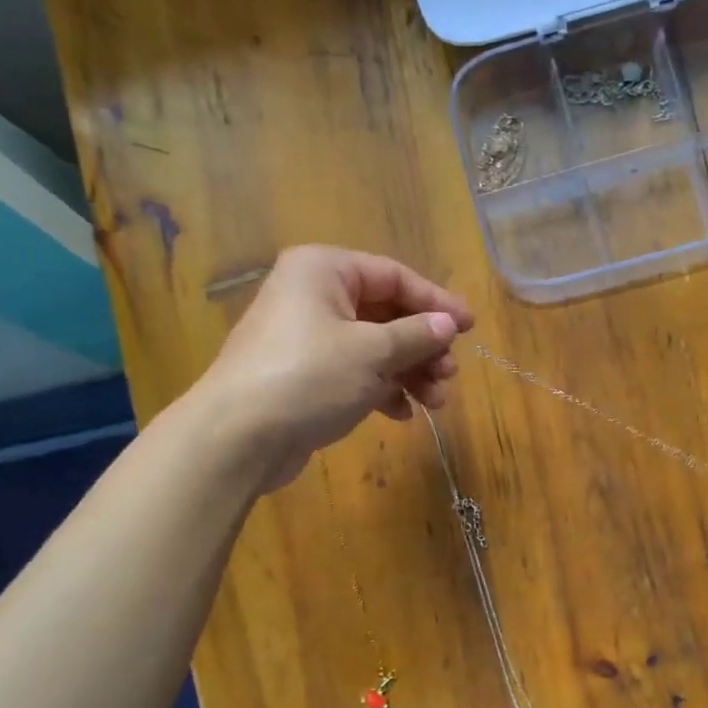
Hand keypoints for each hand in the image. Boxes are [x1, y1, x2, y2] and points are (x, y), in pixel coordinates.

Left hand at [195, 245, 473, 490]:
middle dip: (422, 346)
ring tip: (435, 402)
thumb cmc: (309, 377)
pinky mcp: (304, 376)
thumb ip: (415, 335)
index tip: (469, 327)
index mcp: (324, 271)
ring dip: (409, 372)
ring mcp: (306, 338)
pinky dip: (381, 389)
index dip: (436, 301)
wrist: (238, 437)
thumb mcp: (372, 352)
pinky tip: (402, 414)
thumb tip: (448, 324)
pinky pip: (354, 373)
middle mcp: (313, 296)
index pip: (394, 276)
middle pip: (385, 313)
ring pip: (373, 347)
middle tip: (450, 374)